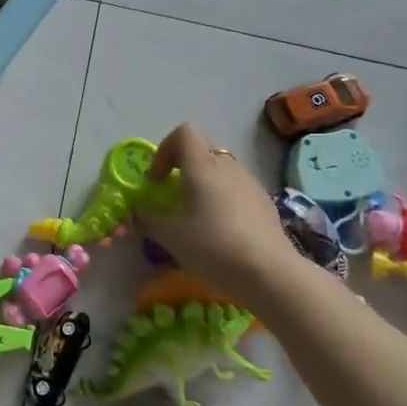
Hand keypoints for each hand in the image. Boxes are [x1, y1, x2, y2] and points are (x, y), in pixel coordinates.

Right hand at [141, 123, 300, 294]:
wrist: (269, 273)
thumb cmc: (213, 246)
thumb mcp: (170, 236)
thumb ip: (148, 219)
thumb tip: (137, 212)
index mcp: (202, 165)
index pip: (183, 132)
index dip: (164, 150)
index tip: (157, 180)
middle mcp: (228, 166)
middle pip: (202, 148)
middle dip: (182, 166)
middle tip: (172, 194)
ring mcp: (250, 182)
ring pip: (221, 169)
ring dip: (204, 183)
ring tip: (196, 215)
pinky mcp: (265, 202)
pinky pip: (237, 188)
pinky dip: (223, 198)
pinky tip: (222, 229)